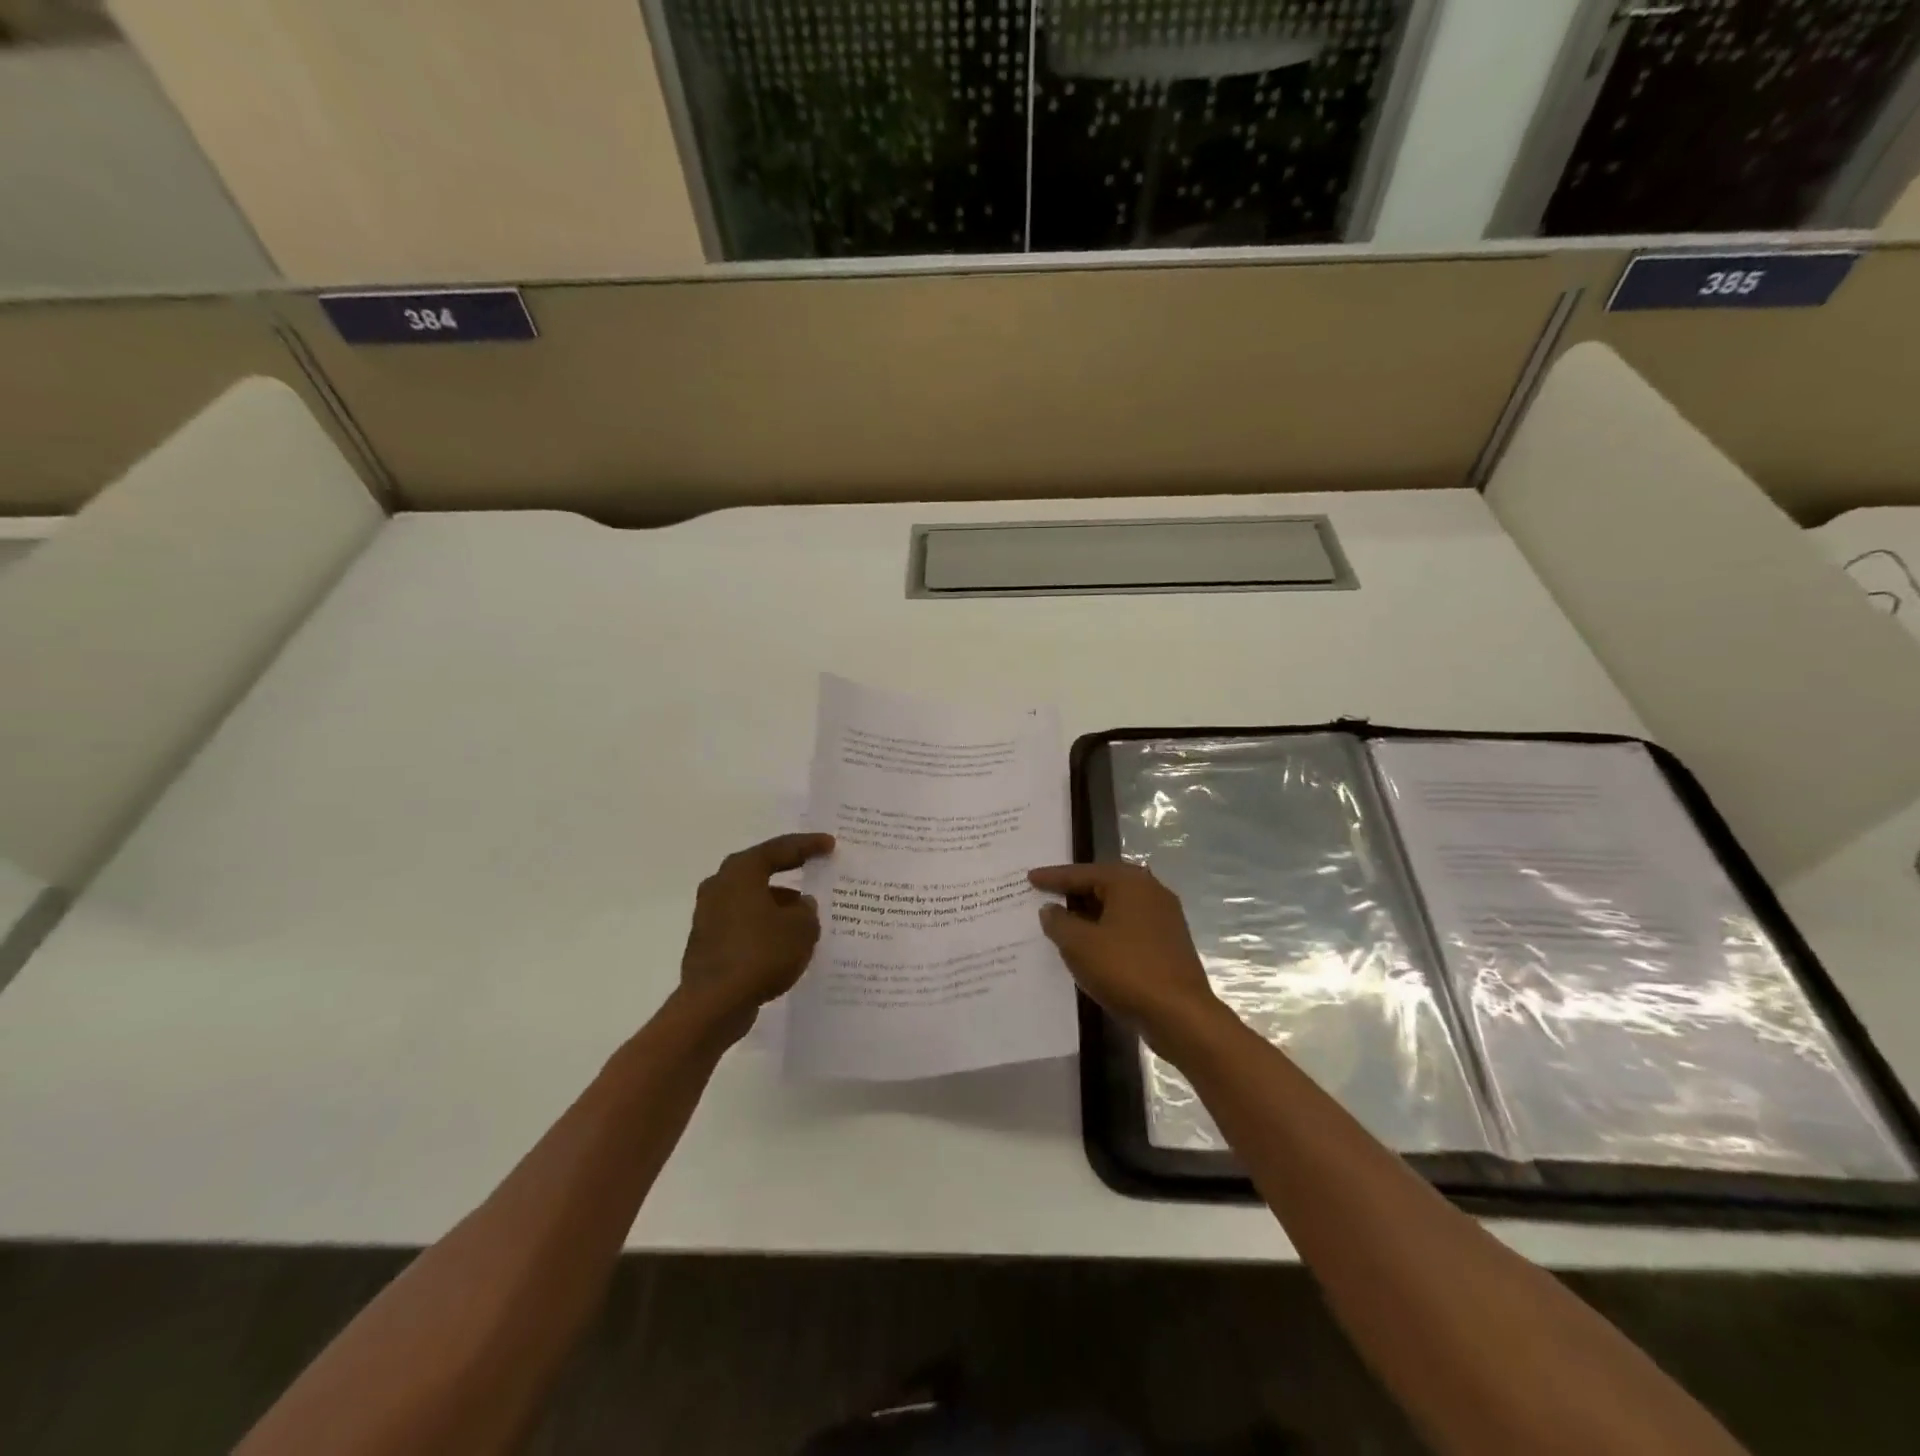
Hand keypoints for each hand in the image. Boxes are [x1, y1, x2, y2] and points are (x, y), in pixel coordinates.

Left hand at [680, 833, 834, 1030]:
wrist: (714, 1004)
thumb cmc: (761, 953)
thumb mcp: (802, 928)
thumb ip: (807, 911)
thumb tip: (799, 905)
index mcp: (741, 872)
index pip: (779, 849)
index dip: (808, 845)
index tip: (830, 844)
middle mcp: (720, 886)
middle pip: (759, 870)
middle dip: (787, 870)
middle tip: (812, 866)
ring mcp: (708, 915)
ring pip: (750, 899)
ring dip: (776, 902)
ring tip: (804, 912)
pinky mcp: (707, 942)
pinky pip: (743, 923)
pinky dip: (764, 925)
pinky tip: (783, 940)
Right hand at [1029, 861, 1225, 1047]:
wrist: (1180, 1015)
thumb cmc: (1126, 970)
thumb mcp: (1080, 945)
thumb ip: (1059, 922)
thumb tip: (1050, 909)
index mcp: (1129, 882)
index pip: (1082, 873)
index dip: (1053, 877)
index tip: (1029, 878)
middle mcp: (1151, 891)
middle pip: (1102, 886)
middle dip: (1073, 893)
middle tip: (1045, 895)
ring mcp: (1164, 918)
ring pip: (1116, 908)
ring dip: (1090, 915)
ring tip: (1062, 922)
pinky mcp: (1169, 944)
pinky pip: (1128, 928)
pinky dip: (1106, 932)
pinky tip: (1091, 946)